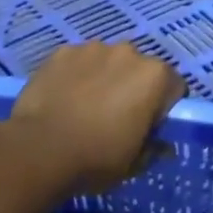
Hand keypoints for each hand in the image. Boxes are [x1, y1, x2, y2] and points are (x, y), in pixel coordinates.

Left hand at [5, 42, 185, 194]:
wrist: (39, 149)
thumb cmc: (96, 159)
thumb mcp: (133, 164)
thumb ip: (153, 148)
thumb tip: (163, 145)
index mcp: (154, 77)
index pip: (174, 86)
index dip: (163, 107)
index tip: (148, 126)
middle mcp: (129, 52)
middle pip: (140, 68)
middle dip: (133, 87)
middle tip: (115, 116)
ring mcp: (94, 48)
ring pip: (108, 61)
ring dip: (104, 77)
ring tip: (84, 106)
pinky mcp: (64, 51)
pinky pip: (78, 61)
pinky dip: (76, 74)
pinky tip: (63, 97)